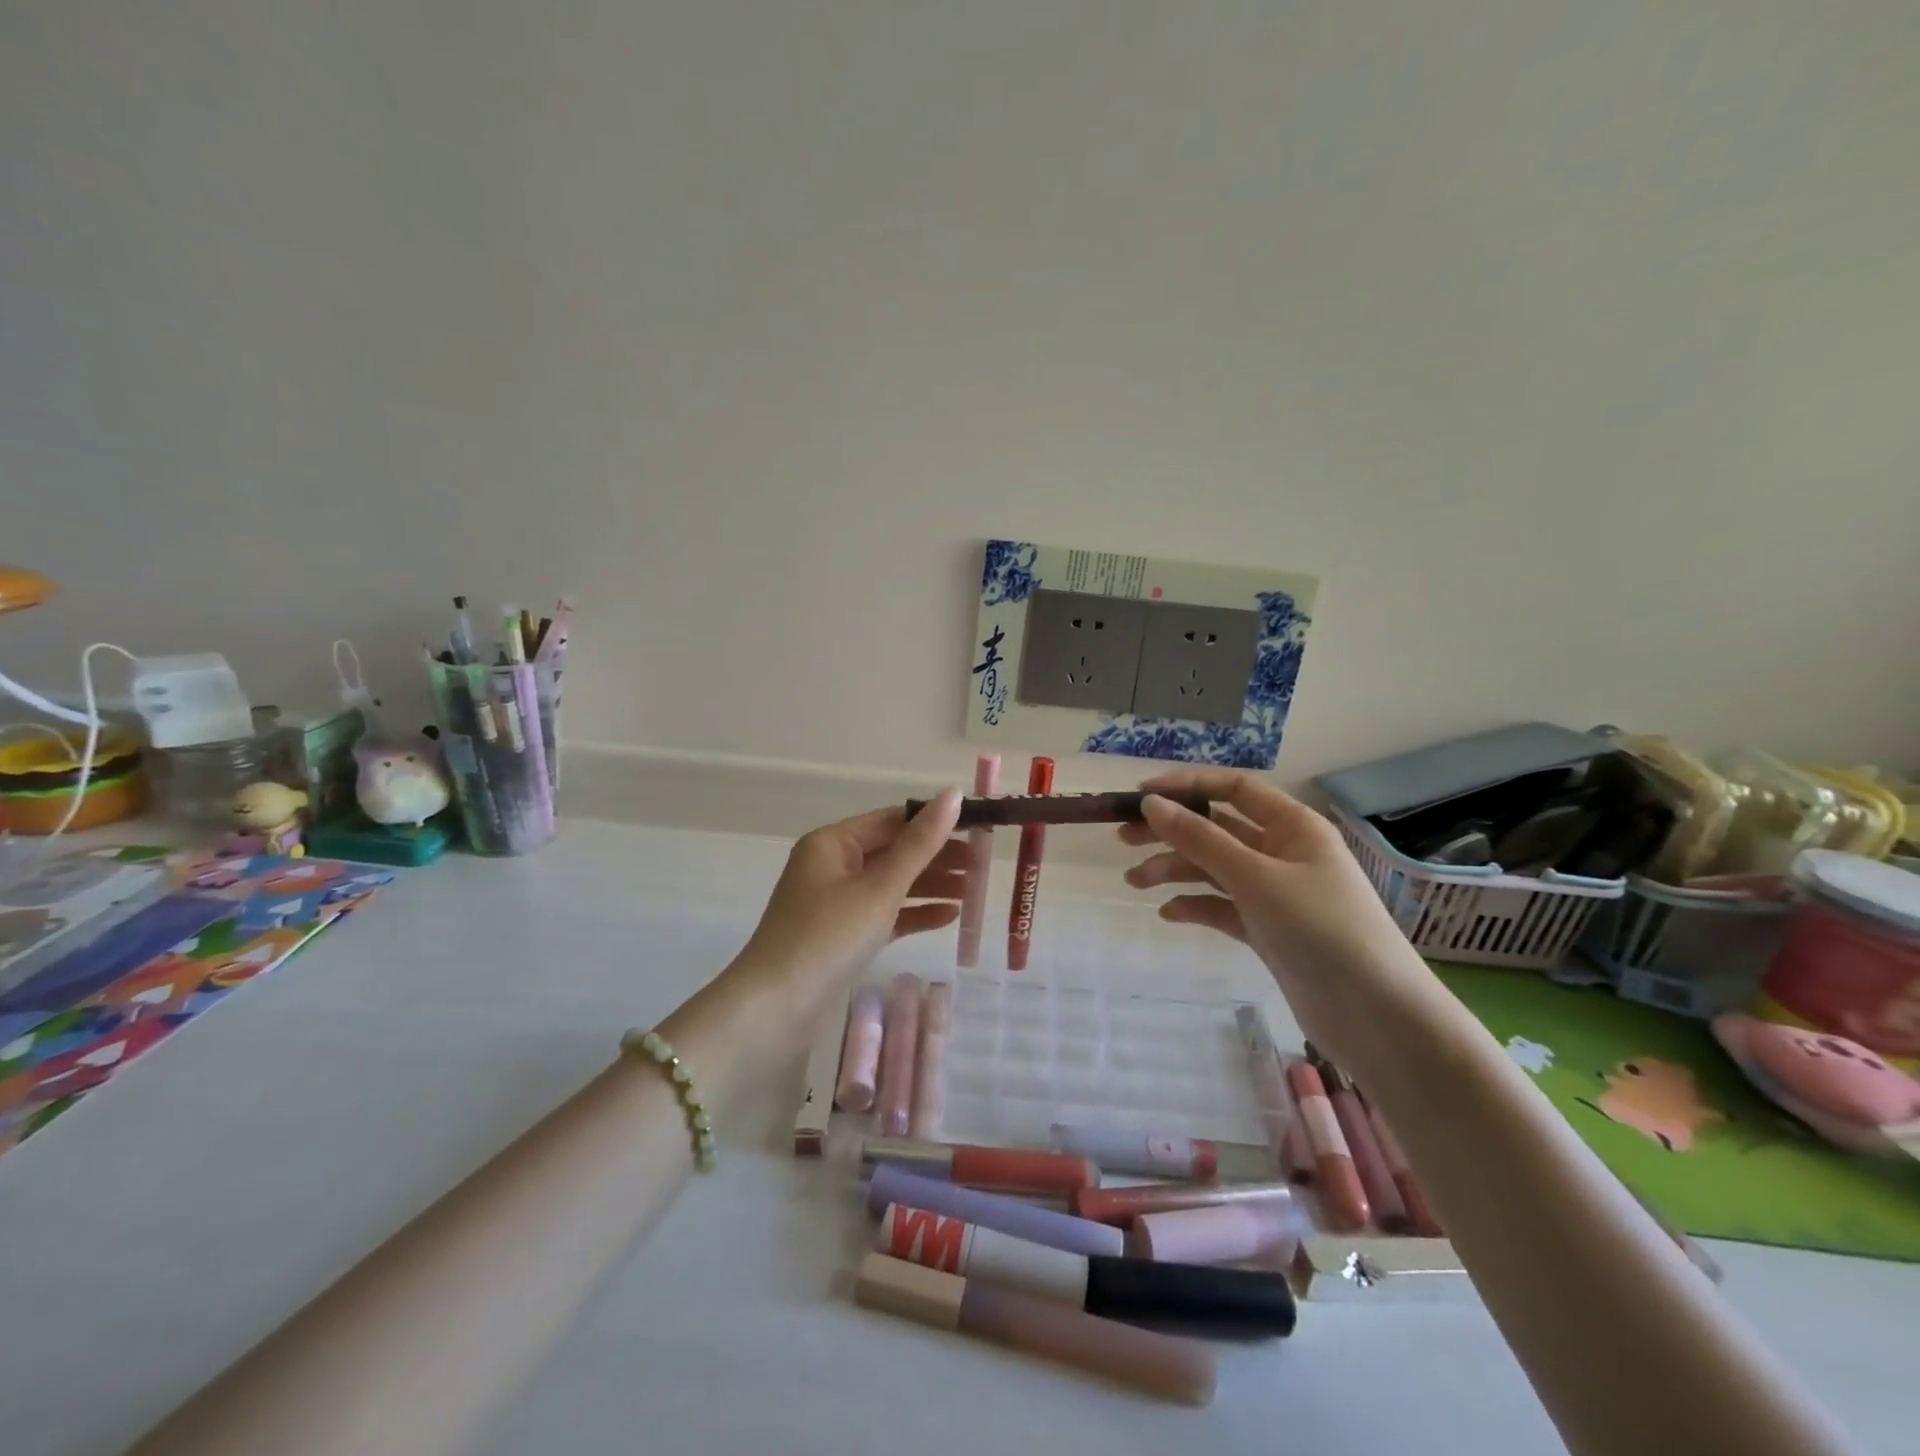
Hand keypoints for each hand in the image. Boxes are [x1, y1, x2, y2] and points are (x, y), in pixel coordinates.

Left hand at [736, 789, 965, 1024]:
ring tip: (974, 892)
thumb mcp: (880, 887)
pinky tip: (949, 918)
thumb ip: (920, 843)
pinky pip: (884, 914)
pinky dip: (913, 913)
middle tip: (982, 867)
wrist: (774, 1009)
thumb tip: (953, 794)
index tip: (978, 830)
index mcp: (833, 843)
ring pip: (891, 884)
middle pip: (894, 852)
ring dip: (930, 886)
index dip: (936, 822)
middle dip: (937, 858)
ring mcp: (835, 902)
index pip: (894, 820)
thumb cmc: (828, 937)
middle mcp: (832, 865)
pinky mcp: (841, 935)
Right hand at [1119, 768, 1451, 1074]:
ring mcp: (1275, 893)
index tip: (1140, 797)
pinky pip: (1223, 907)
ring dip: (1175, 871)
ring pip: (1214, 869)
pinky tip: (1169, 914)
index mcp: (1293, 827)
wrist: (1376, 1016)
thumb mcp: (1255, 878)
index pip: (1233, 789)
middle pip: (1217, 829)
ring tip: (1134, 883)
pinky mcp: (1268, 930)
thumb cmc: (1321, 929)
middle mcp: (1283, 853)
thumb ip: (1201, 839)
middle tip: (1123, 840)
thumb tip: (1151, 804)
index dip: (1187, 787)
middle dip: (1171, 832)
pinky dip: (1196, 906)